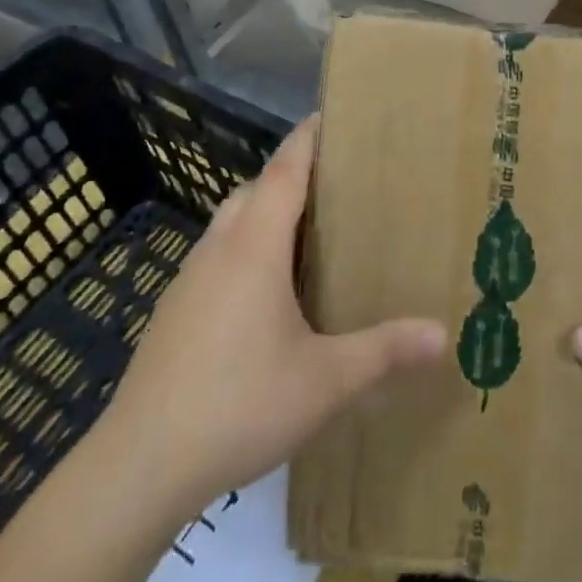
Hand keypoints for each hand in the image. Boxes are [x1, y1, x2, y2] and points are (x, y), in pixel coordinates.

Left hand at [100, 118, 445, 512]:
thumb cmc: (239, 404)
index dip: (306, 139)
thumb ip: (384, 352)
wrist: (139, 466)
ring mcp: (189, 279)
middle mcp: (219, 249)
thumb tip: (443, 334)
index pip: (283, 170)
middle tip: (333, 184)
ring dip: (262, 211)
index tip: (329, 116)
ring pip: (229, 222)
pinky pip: (216, 256)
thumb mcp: (325, 381)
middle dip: (289, 175)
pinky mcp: (173, 311)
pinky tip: (263, 294)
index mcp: (256, 247)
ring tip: (303, 234)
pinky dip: (243, 249)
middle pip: (253, 189)